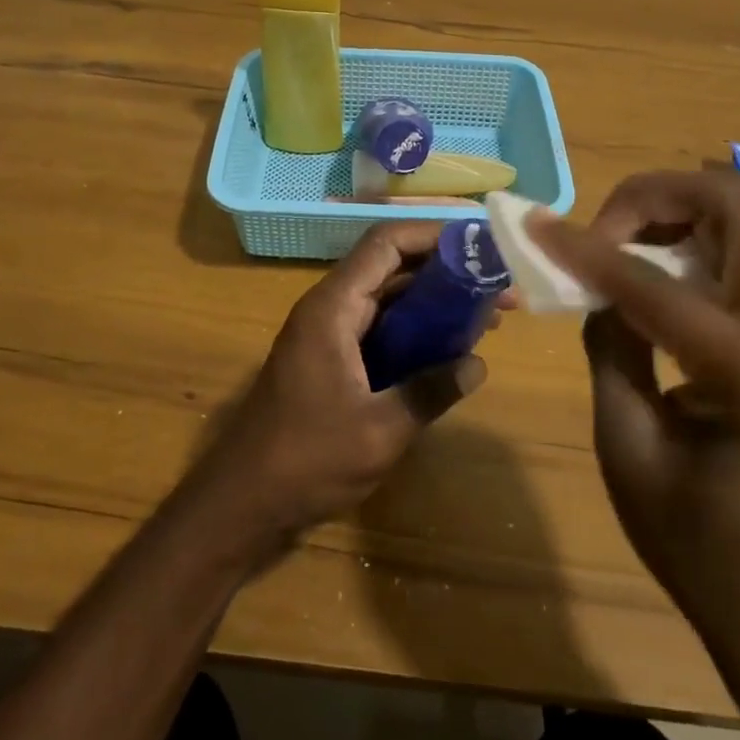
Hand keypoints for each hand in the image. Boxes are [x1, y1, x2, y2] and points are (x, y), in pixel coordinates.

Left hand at [198, 222, 490, 549]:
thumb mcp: (379, 431)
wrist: (241, 504)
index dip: (433, 235)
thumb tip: (478, 364)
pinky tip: (450, 350)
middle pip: (392, 267)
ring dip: (435, 302)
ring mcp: (328, 335)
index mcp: (333, 308)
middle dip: (446, 271)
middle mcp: (330, 309)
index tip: (480, 245)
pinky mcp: (332, 361)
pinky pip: (380, 329)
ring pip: (388, 298)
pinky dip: (416, 330)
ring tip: (488, 315)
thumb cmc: (305, 461)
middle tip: (498, 286)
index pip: (385, 244)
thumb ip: (430, 392)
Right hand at [533, 168, 739, 616]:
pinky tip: (664, 270)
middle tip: (607, 225)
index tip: (539, 226)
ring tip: (630, 240)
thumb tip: (597, 285)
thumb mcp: (628, 447)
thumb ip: (610, 347)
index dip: (588, 250)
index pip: (656, 283)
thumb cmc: (700, 544)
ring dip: (688, 209)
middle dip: (663, 195)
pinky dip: (706, 238)